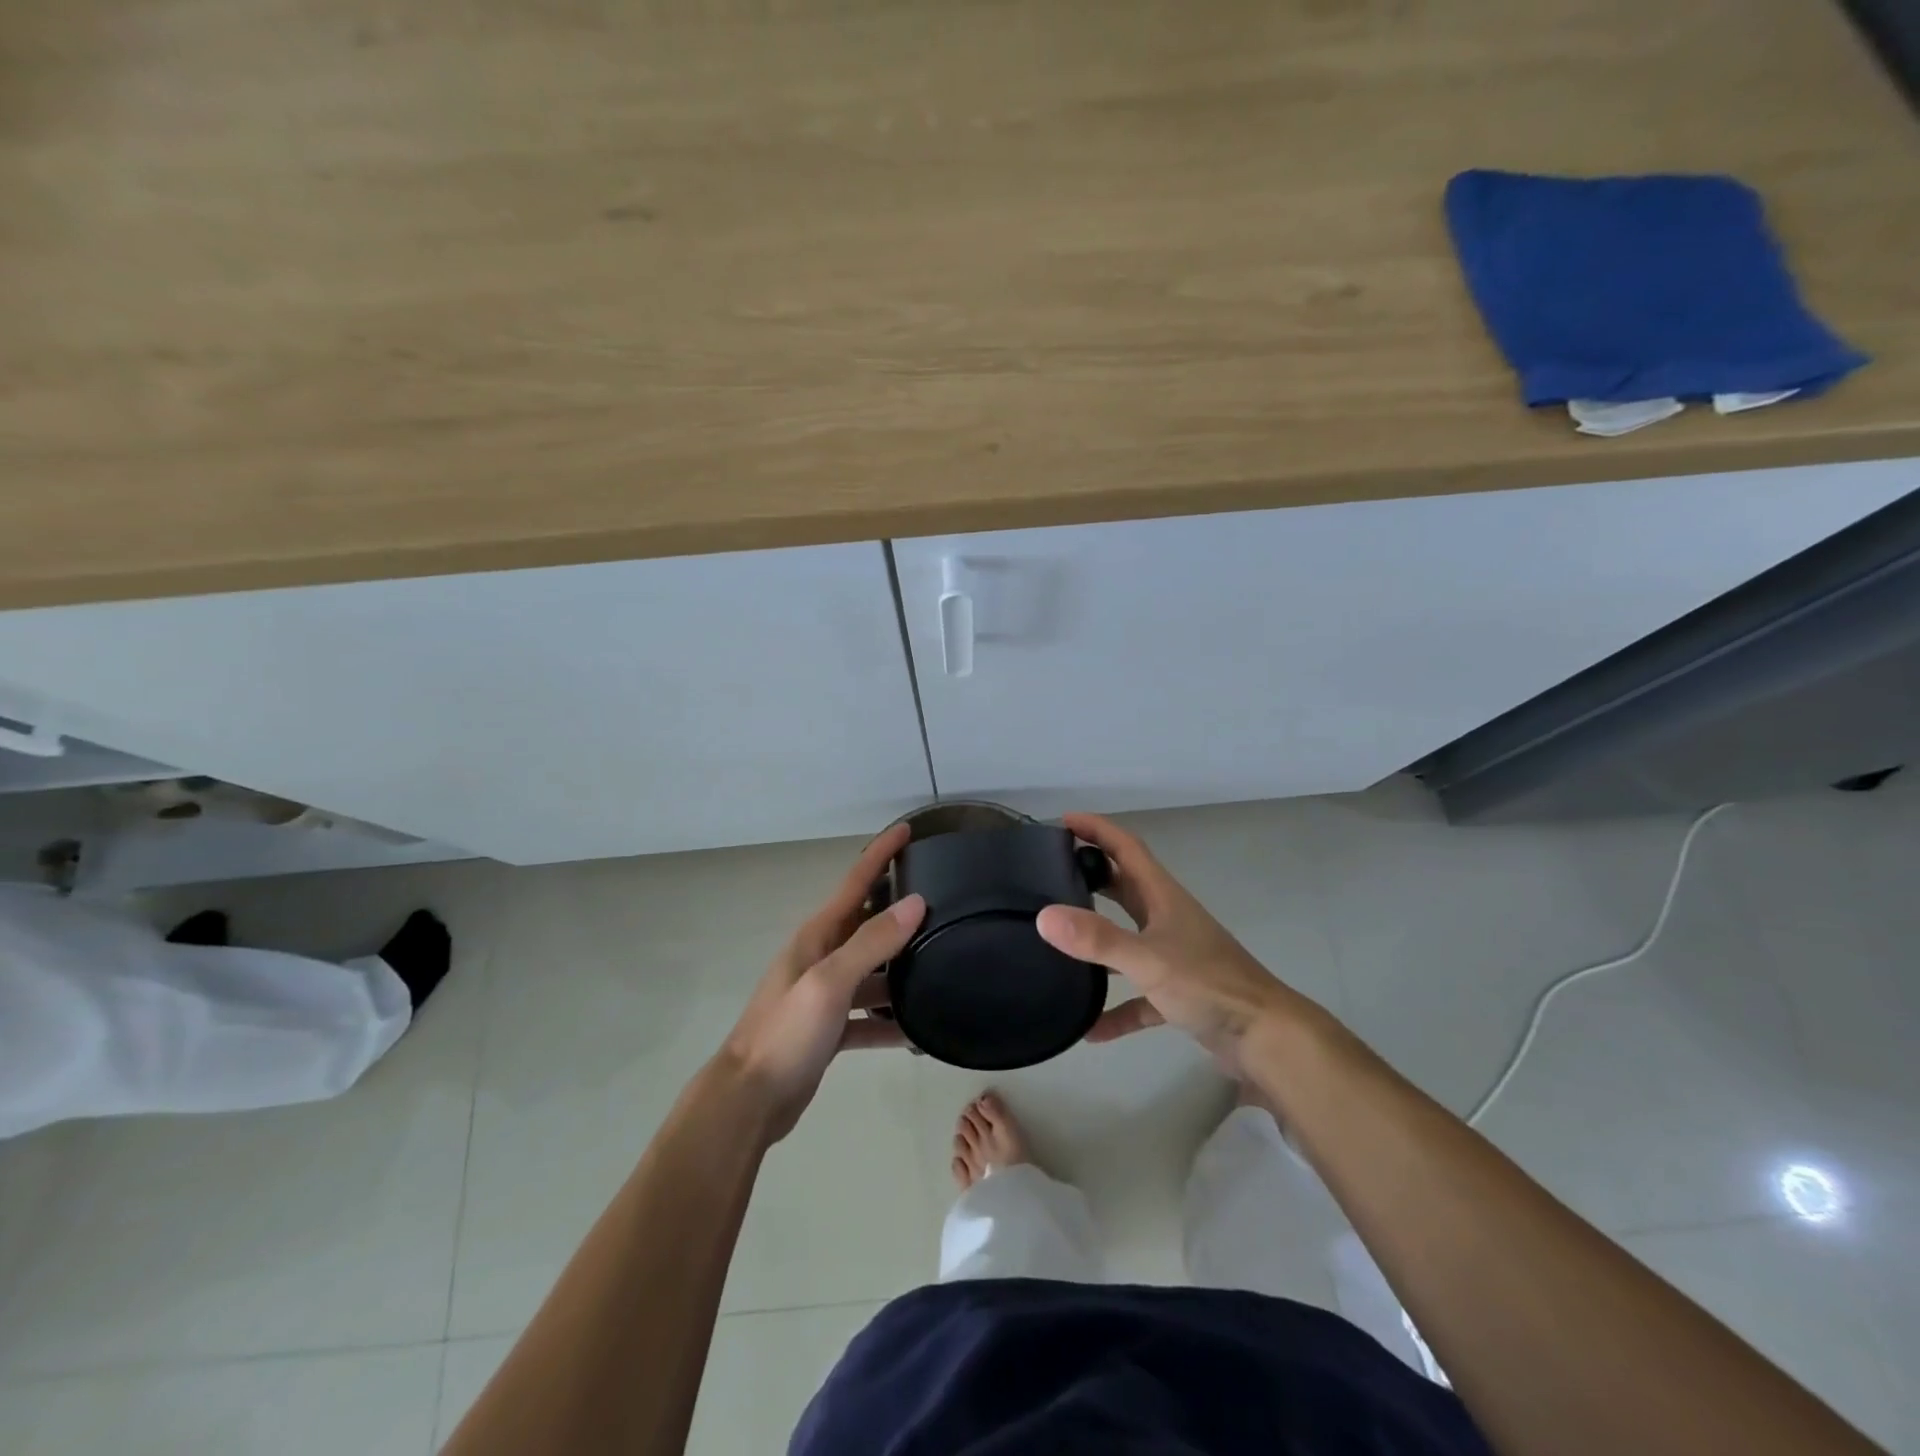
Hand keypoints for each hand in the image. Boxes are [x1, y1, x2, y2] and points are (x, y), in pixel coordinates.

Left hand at [715, 823, 924, 1143]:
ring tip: (941, 962)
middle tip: (941, 896)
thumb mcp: (830, 982)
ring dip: (900, 968)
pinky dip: (889, 1021)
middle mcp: (821, 957)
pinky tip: (916, 1031)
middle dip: (898, 906)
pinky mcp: (828, 1029)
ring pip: (871, 971)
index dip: (881, 853)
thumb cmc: (786, 1033)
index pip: (856, 881)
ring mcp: (824, 994)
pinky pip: (867, 1015)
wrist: (748, 1101)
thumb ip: (872, 943)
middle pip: (866, 922)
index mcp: (818, 937)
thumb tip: (915, 902)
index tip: (908, 829)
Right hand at [1036, 812, 1318, 1074]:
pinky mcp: (1179, 994)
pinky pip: (1138, 995)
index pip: (1126, 848)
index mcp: (1163, 898)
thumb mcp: (1148, 959)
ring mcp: (1174, 957)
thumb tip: (1044, 916)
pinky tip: (1092, 1029)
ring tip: (1060, 941)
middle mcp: (1167, 919)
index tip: (1063, 821)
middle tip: (1052, 874)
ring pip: (1128, 939)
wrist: (1266, 1038)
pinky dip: (1116, 1008)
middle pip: (1124, 887)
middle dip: (1091, 875)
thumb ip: (1097, 939)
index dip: (1097, 830)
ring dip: (1099, 939)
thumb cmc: (1209, 985)